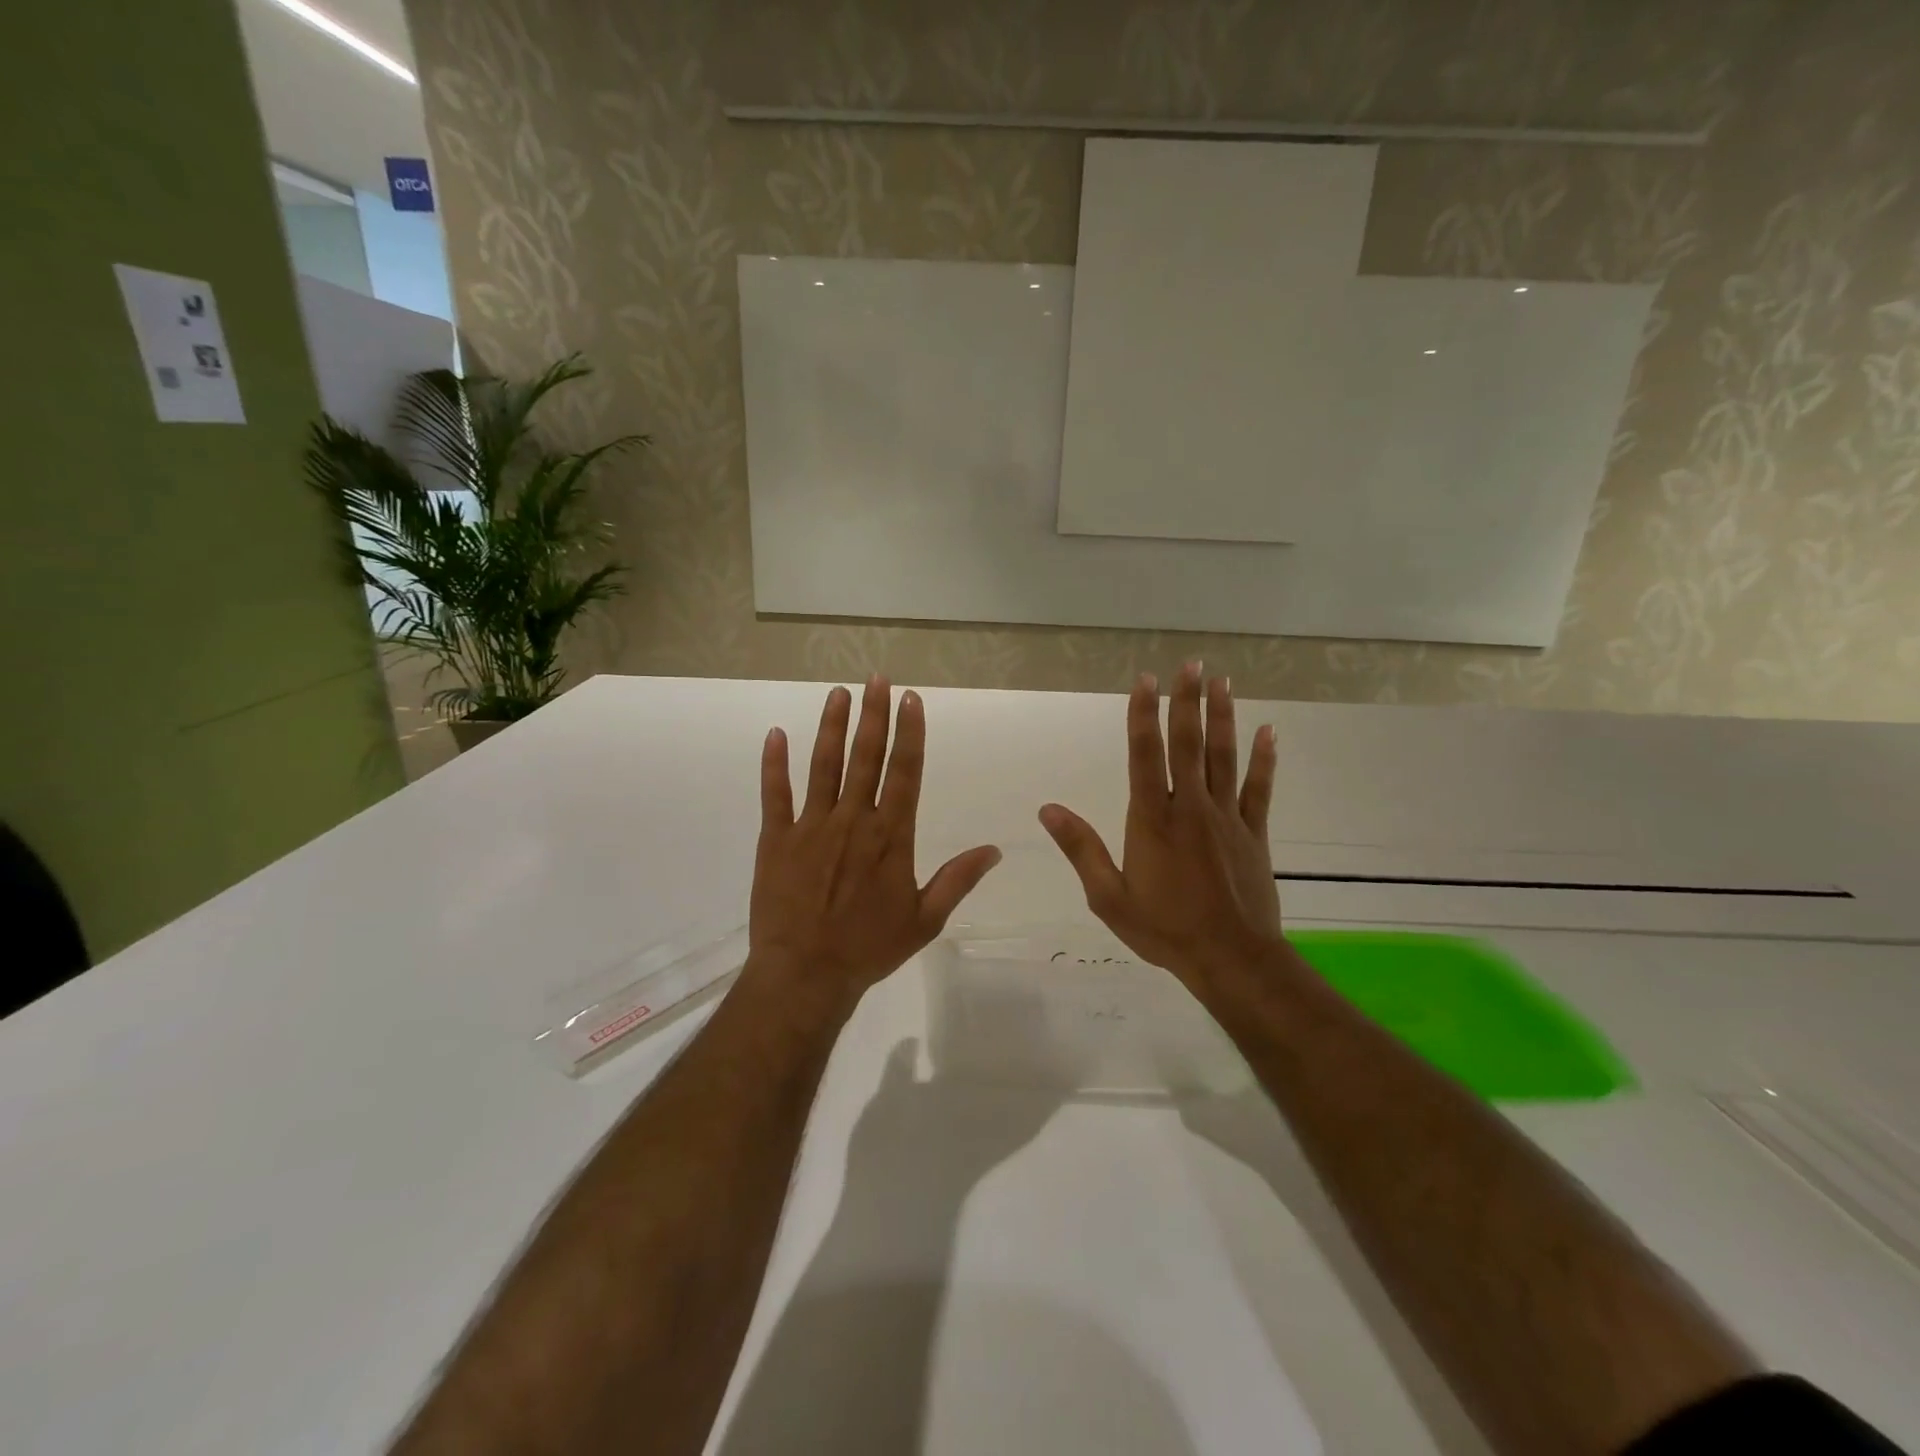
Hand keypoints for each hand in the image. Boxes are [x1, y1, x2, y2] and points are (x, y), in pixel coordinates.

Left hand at [749, 678, 1001, 1013]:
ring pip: (823, 766)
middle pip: (865, 757)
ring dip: (831, 727)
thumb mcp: (925, 919)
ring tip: (838, 693)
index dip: (910, 733)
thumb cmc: (870, 948)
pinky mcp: (776, 838)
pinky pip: (774, 794)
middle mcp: (853, 820)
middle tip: (877, 679)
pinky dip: (774, 764)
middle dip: (873, 715)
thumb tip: (996, 850)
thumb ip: (958, 879)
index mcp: (891, 836)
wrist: (806, 974)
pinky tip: (775, 734)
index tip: (911, 699)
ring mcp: (811, 826)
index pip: (905, 772)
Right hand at [1039, 663, 1281, 992]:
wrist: (1231, 959)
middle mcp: (1189, 807)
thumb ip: (1081, 848)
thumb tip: (1048, 809)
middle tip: (1191, 664)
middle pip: (1187, 744)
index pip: (1145, 755)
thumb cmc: (1163, 929)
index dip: (1144, 715)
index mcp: (1151, 819)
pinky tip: (1268, 732)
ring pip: (1223, 757)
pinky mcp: (1253, 833)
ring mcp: (1226, 817)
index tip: (1146, 681)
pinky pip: (1260, 789)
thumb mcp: (1108, 896)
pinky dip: (1264, 759)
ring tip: (1222, 681)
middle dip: (1186, 701)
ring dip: (1222, 717)